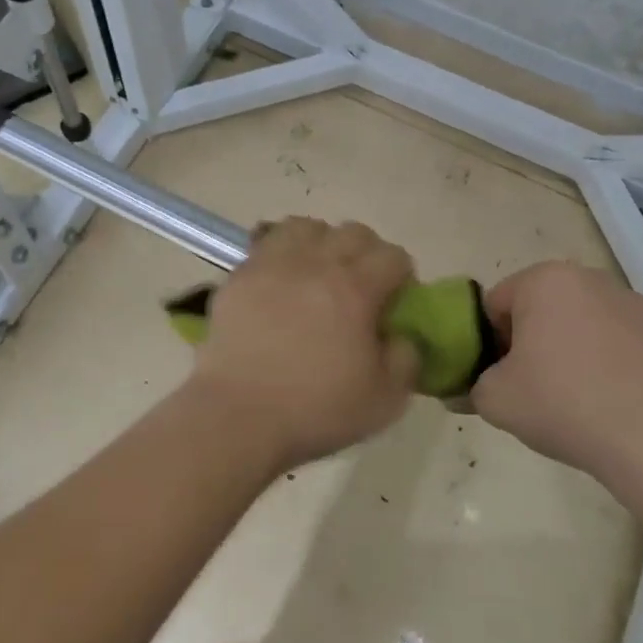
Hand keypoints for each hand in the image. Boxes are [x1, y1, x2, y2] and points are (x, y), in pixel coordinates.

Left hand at [187, 218, 420, 471]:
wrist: (237, 416)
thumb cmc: (315, 410)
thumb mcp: (385, 400)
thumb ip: (405, 359)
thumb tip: (400, 335)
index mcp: (355, 289)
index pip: (392, 256)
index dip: (402, 276)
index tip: (395, 301)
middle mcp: (315, 264)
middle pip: (352, 232)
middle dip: (367, 253)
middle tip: (361, 286)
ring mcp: (272, 264)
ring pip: (307, 226)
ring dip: (322, 243)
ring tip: (318, 273)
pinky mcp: (239, 275)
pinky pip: (267, 243)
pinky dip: (282, 254)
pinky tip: (281, 283)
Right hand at [470, 261, 642, 476]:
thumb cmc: (563, 405)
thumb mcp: (495, 401)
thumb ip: (471, 386)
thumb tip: (468, 389)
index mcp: (544, 281)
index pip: (497, 304)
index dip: (491, 341)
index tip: (501, 376)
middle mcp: (592, 279)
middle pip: (545, 308)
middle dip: (536, 340)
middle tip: (537, 387)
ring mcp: (639, 304)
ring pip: (590, 323)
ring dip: (579, 348)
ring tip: (584, 399)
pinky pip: (631, 344)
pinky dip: (622, 363)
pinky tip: (623, 400)